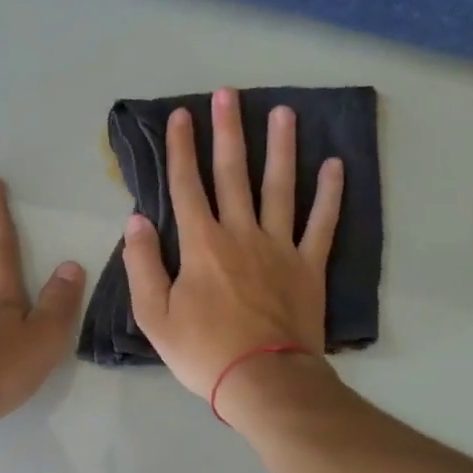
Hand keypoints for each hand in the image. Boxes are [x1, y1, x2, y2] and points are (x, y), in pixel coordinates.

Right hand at [122, 87, 342, 402]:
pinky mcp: (309, 266)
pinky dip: (330, 195)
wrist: (262, 380)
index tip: (181, 115)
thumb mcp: (153, 315)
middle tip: (230, 92)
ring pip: (280, 187)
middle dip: (228, 131)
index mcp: (201, 244)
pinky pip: (322, 224)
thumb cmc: (203, 351)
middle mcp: (241, 233)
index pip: (186, 186)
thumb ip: (141, 264)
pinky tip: (335, 166)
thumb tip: (136, 220)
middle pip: (233, 174)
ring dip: (281, 148)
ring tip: (284, 112)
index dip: (181, 149)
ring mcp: (280, 247)